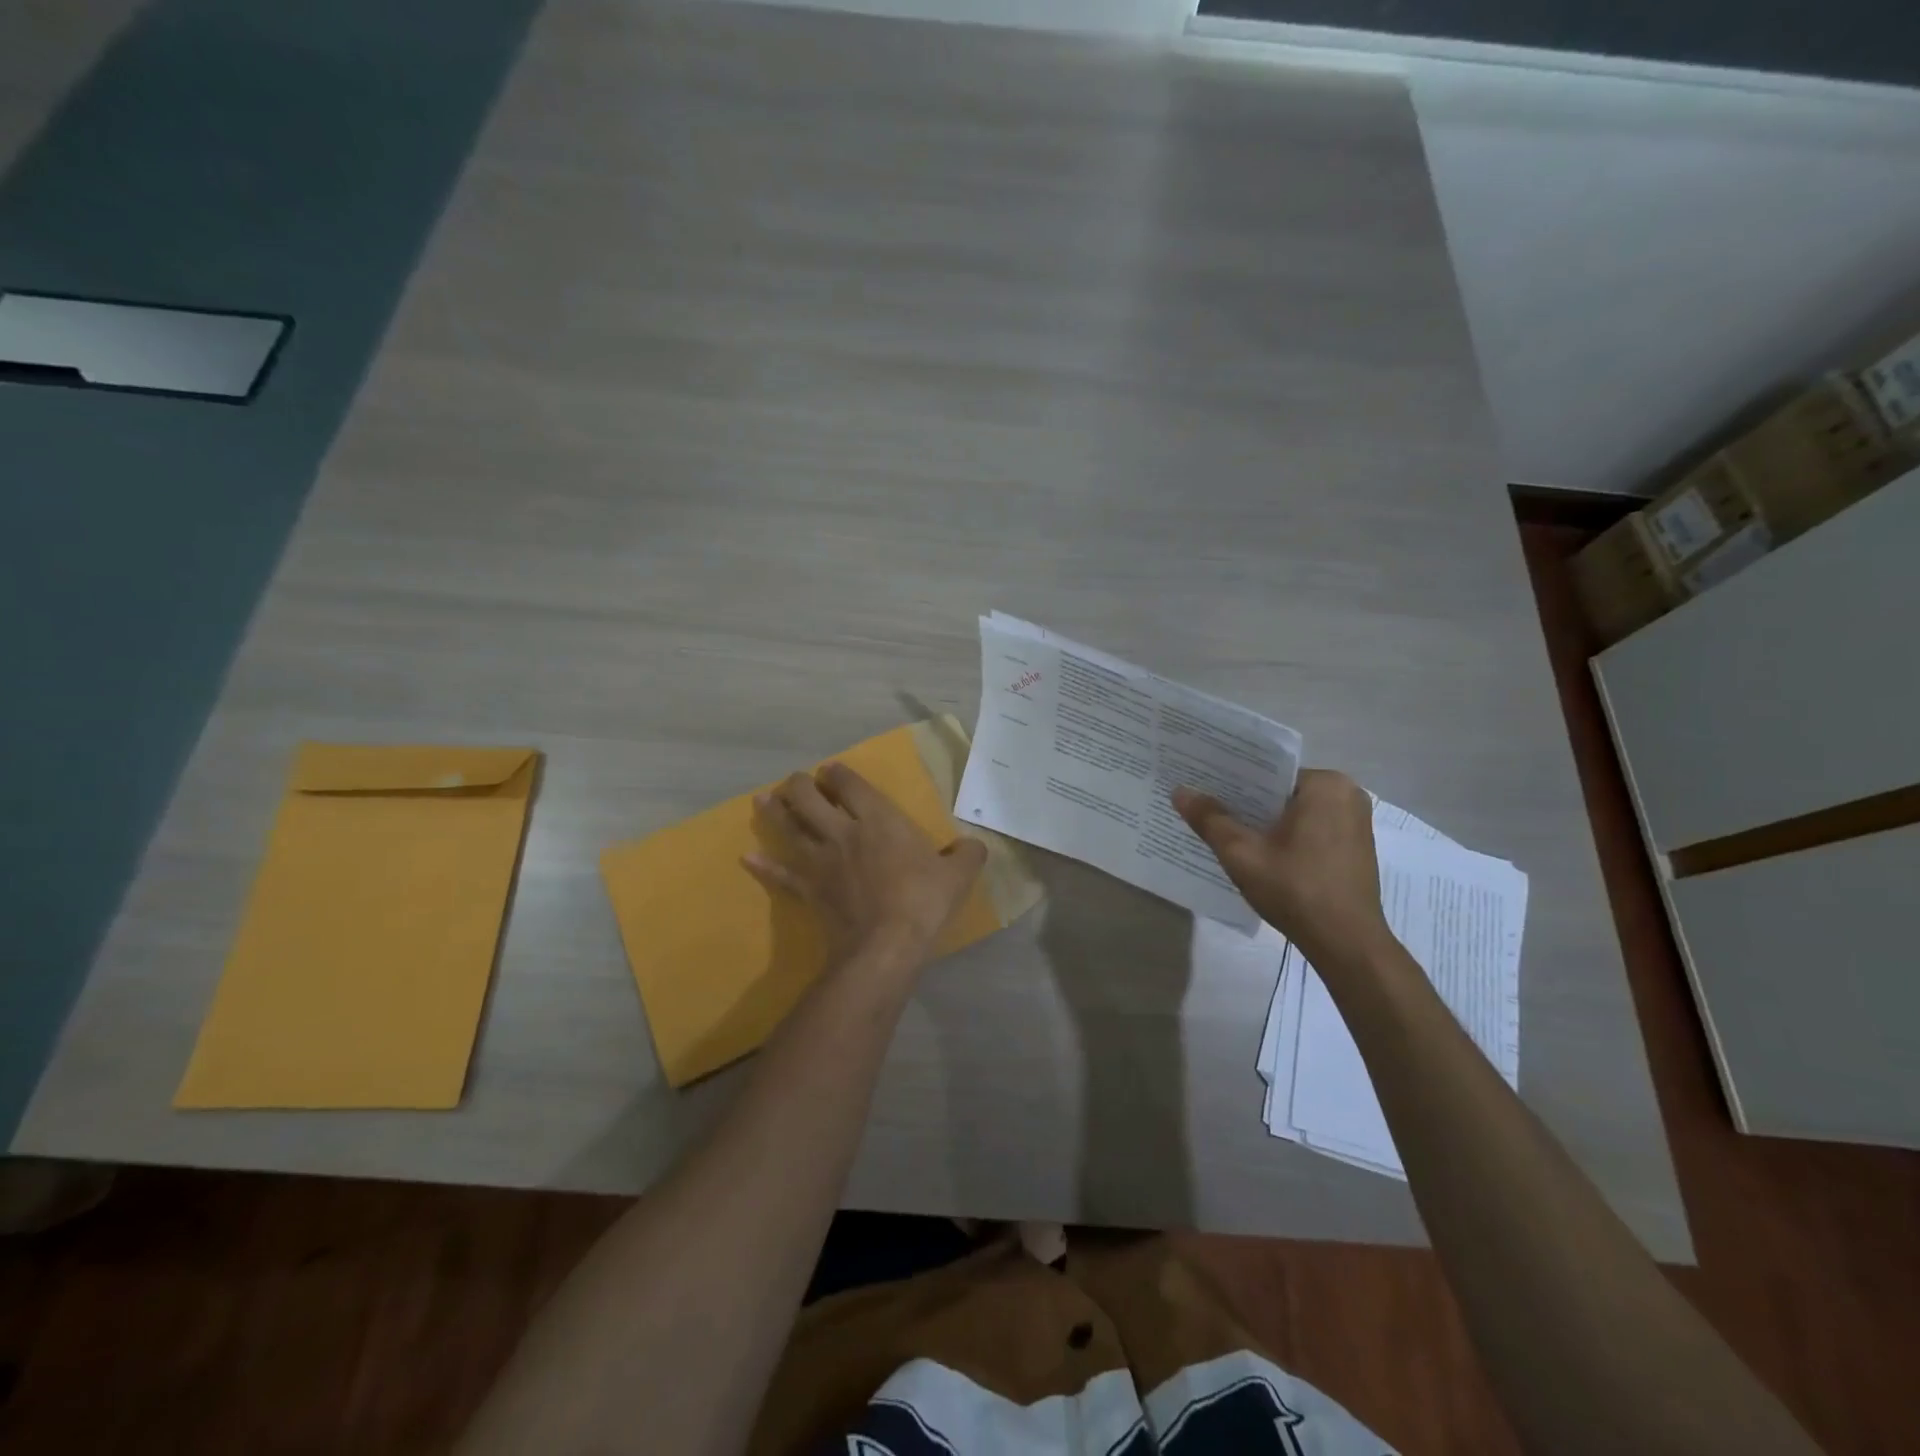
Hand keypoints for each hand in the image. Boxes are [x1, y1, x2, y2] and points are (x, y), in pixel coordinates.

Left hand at [746, 762, 988, 966]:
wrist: (885, 945)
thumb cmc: (922, 901)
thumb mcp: (958, 875)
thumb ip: (967, 854)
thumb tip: (975, 846)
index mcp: (878, 819)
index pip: (850, 784)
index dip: (838, 773)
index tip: (832, 771)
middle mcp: (843, 832)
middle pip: (809, 798)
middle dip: (800, 785)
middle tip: (798, 782)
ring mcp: (820, 860)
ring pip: (789, 828)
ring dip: (775, 812)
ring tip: (762, 800)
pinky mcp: (808, 889)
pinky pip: (781, 874)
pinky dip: (764, 866)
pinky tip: (748, 858)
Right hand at [1174, 770, 1392, 968]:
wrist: (1346, 944)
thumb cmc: (1295, 889)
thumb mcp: (1242, 853)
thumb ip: (1210, 819)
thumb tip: (1179, 791)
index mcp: (1326, 785)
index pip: (1268, 772)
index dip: (1232, 781)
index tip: (1202, 787)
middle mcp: (1348, 794)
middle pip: (1281, 792)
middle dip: (1247, 803)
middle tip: (1207, 809)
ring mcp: (1356, 822)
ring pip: (1296, 812)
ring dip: (1265, 821)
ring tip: (1226, 830)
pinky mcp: (1356, 846)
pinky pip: (1311, 828)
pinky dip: (1286, 836)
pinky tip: (1259, 852)